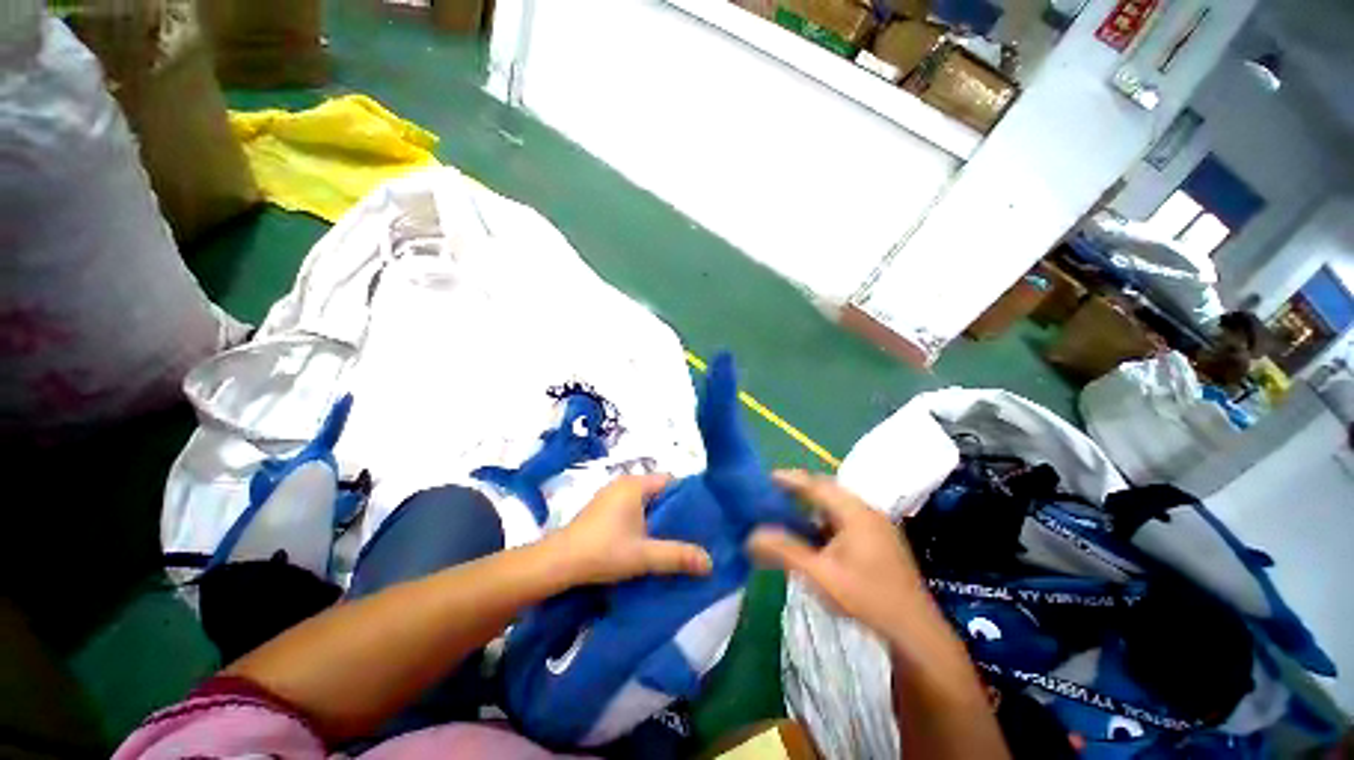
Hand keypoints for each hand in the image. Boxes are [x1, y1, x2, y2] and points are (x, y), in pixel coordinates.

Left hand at [552, 474, 712, 584]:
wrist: (557, 563)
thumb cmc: (603, 551)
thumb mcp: (644, 556)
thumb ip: (677, 556)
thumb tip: (710, 562)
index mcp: (635, 484)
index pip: (670, 480)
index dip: (687, 496)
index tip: (699, 516)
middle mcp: (622, 483)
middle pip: (658, 490)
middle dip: (672, 509)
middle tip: (689, 530)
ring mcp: (609, 495)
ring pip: (643, 500)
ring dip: (656, 516)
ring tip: (670, 537)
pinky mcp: (600, 508)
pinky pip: (630, 507)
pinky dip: (641, 519)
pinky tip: (644, 539)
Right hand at [748, 470, 930, 641]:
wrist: (915, 633)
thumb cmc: (867, 599)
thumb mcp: (820, 575)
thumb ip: (784, 552)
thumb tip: (751, 536)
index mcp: (855, 512)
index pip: (817, 485)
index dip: (791, 479)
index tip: (768, 477)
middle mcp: (867, 512)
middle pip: (828, 492)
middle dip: (801, 490)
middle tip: (775, 493)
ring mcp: (876, 527)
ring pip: (837, 507)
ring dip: (813, 507)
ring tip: (790, 511)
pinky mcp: (879, 542)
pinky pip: (845, 521)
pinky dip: (825, 522)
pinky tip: (815, 537)